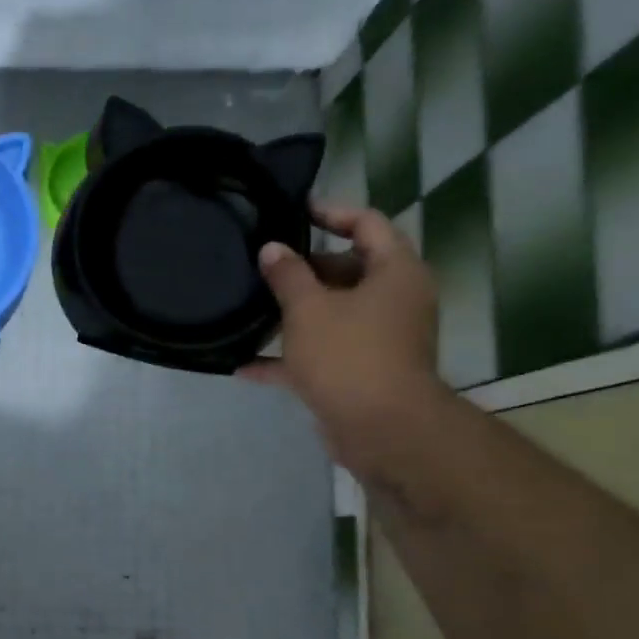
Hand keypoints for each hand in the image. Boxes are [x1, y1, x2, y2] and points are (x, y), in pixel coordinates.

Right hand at [237, 202, 443, 474]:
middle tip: (263, 263)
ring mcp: (378, 338)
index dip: (331, 212)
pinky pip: (321, 353)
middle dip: (305, 267)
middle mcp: (394, 300)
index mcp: (394, 272)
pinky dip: (289, 356)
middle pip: (348, 269)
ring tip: (251, 306)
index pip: (367, 224)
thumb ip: (287, 274)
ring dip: (294, 312)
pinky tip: (244, 364)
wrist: (381, 429)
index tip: (294, 209)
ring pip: (333, 313)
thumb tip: (272, 249)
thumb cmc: (349, 355)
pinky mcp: (360, 371)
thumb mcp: (308, 308)